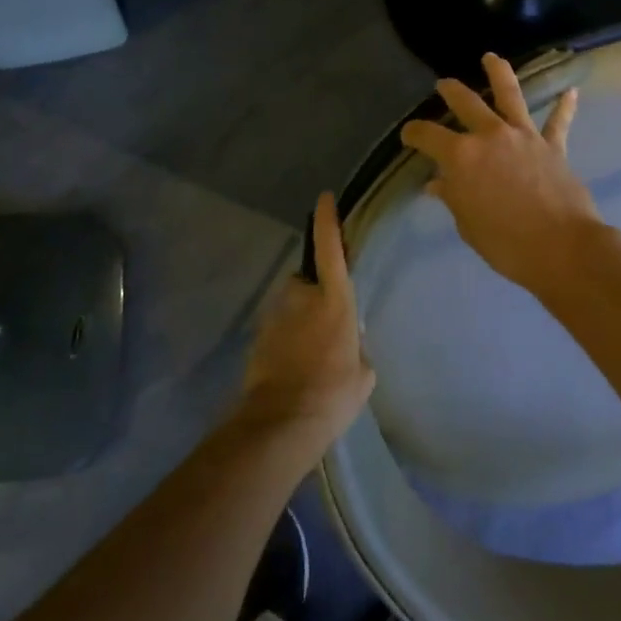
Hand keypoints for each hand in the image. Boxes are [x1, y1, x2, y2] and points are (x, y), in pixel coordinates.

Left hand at [237, 194, 374, 451]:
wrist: (282, 421)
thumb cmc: (334, 393)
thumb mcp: (364, 373)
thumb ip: (356, 347)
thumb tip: (348, 344)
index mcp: (334, 301)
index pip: (330, 250)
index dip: (328, 222)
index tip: (324, 199)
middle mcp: (301, 299)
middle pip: (305, 282)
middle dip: (312, 294)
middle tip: (323, 325)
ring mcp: (275, 317)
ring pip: (289, 308)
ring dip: (298, 321)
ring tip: (309, 356)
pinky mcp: (257, 338)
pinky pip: (277, 330)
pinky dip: (284, 342)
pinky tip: (293, 369)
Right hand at [400, 53, 603, 293]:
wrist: (560, 247)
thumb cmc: (504, 243)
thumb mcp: (467, 224)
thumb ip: (453, 197)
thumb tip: (437, 184)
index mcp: (461, 156)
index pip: (427, 136)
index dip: (414, 133)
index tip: (408, 135)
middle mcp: (490, 136)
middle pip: (466, 103)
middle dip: (451, 91)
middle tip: (443, 84)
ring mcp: (524, 136)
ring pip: (510, 95)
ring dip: (499, 73)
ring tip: (492, 58)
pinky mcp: (553, 146)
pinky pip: (558, 122)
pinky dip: (564, 107)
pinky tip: (571, 92)